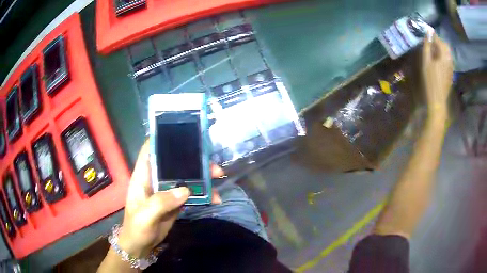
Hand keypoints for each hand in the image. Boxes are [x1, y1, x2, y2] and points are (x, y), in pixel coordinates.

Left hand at [117, 141, 223, 257]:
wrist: (141, 245)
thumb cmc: (136, 228)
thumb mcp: (144, 216)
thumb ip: (161, 202)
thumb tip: (186, 190)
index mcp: (143, 176)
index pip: (150, 150)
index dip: (162, 138)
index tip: (181, 133)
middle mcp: (155, 179)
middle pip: (174, 163)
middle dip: (193, 160)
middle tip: (212, 164)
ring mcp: (166, 190)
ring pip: (185, 177)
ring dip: (202, 177)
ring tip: (218, 178)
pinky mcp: (175, 201)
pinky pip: (191, 193)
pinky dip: (203, 194)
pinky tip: (215, 198)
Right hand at [422, 32, 453, 114]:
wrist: (438, 99)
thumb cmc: (431, 80)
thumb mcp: (426, 61)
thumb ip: (427, 46)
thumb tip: (428, 32)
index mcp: (444, 55)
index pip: (438, 40)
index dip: (432, 35)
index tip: (426, 31)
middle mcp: (449, 59)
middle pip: (445, 45)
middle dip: (438, 41)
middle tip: (430, 42)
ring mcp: (451, 66)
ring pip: (447, 52)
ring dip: (441, 48)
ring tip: (433, 50)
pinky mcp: (451, 72)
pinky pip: (448, 59)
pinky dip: (443, 55)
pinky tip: (438, 59)